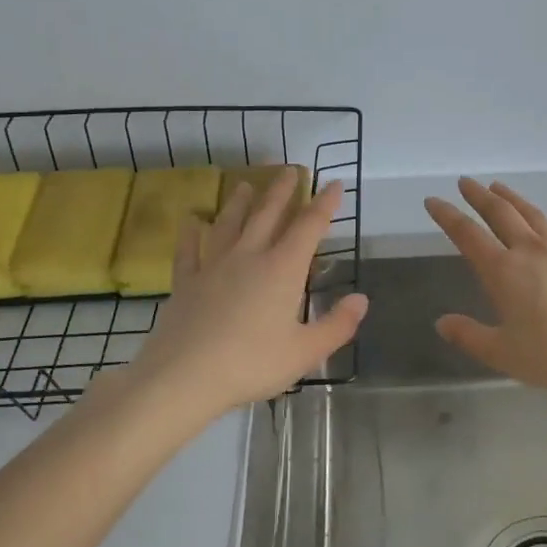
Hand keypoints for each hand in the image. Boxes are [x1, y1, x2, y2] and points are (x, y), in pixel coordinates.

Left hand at [124, 175, 367, 417]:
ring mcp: (214, 266)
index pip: (309, 227)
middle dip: (282, 191)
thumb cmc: (252, 363)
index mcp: (283, 269)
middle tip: (290, 169)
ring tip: (244, 184)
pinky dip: (191, 233)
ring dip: (239, 203)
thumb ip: (337, 325)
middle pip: (268, 214)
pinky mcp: (186, 282)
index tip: (333, 183)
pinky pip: (189, 250)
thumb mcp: (305, 352)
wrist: (184, 376)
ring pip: (230, 224)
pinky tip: (191, 220)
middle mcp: (249, 257)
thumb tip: (362, 299)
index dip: (324, 204)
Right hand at [423, 178, 546, 394]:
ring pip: (534, 216)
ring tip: (500, 187)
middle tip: (466, 182)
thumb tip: (442, 323)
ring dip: (514, 199)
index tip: (433, 201)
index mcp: (503, 272)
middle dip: (479, 196)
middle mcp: (531, 252)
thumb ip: (469, 335)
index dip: (447, 216)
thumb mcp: (502, 353)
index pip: (467, 235)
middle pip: (501, 214)